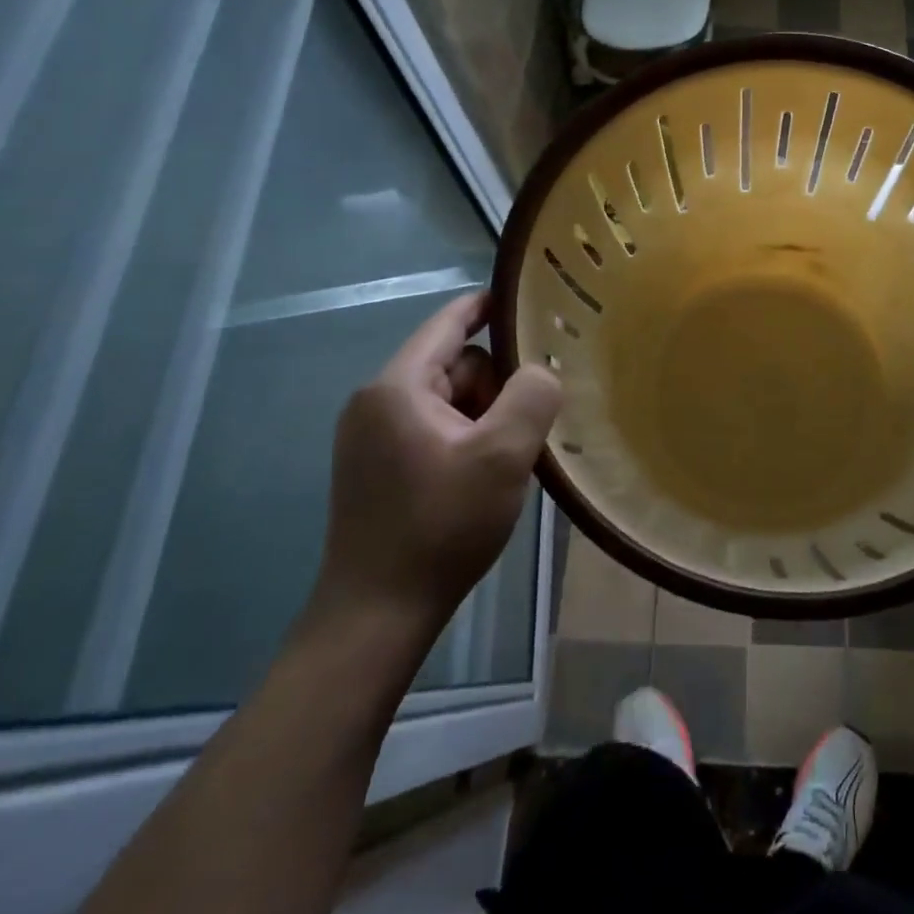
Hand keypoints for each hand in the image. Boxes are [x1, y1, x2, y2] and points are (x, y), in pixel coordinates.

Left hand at [313, 293, 561, 635]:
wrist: (378, 614)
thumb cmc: (441, 526)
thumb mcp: (502, 456)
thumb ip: (532, 396)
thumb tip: (540, 371)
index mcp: (397, 387)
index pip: (448, 324)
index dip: (487, 306)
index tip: (526, 299)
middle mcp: (376, 402)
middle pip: (455, 365)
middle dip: (496, 386)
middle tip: (525, 428)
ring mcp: (373, 437)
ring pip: (449, 400)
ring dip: (485, 418)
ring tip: (507, 460)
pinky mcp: (378, 467)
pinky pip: (435, 428)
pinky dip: (467, 438)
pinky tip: (484, 475)